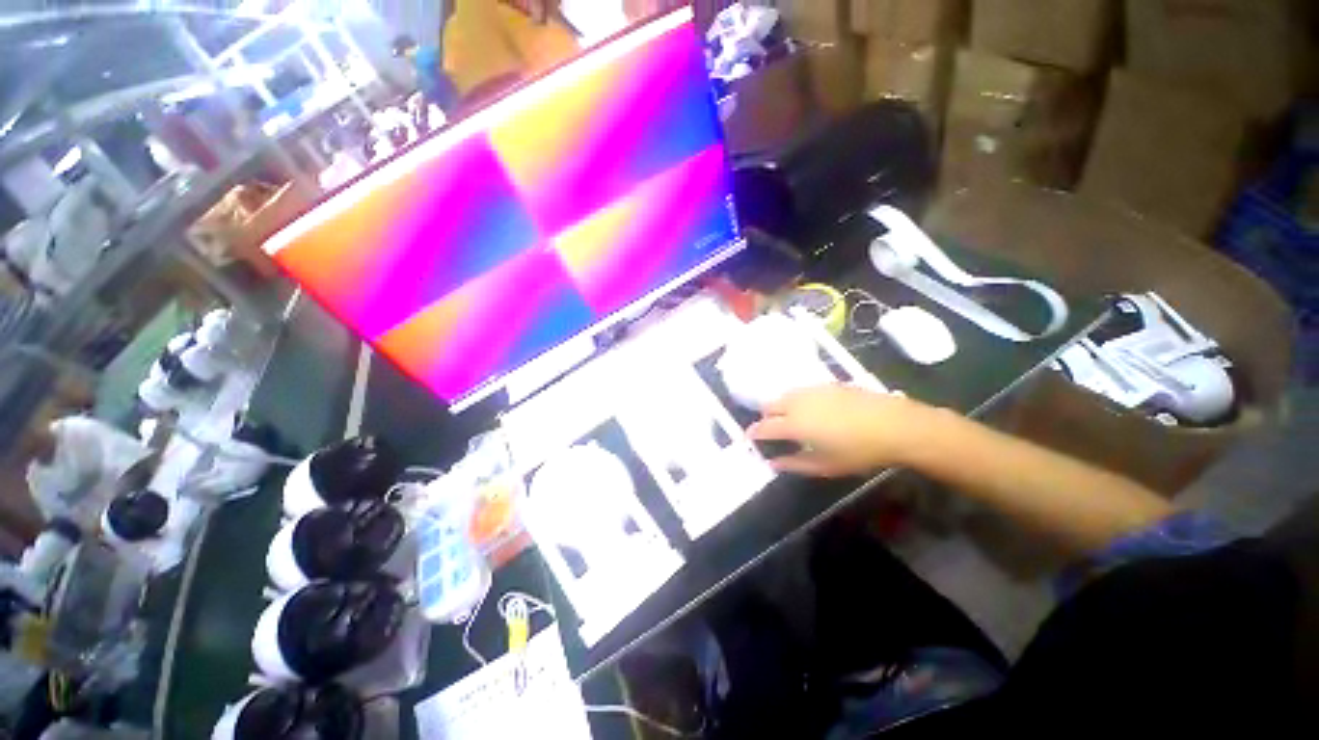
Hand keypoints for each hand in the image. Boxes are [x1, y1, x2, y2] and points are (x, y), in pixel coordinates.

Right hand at [747, 385, 938, 477]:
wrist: (896, 425)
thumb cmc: (859, 451)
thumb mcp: (825, 465)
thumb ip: (794, 464)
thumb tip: (772, 462)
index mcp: (794, 424)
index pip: (764, 427)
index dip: (753, 433)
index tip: (749, 439)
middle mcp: (798, 402)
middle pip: (770, 406)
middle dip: (765, 418)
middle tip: (772, 432)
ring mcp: (813, 390)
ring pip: (785, 396)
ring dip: (780, 407)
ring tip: (791, 421)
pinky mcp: (827, 384)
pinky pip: (802, 391)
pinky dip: (797, 400)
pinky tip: (812, 410)